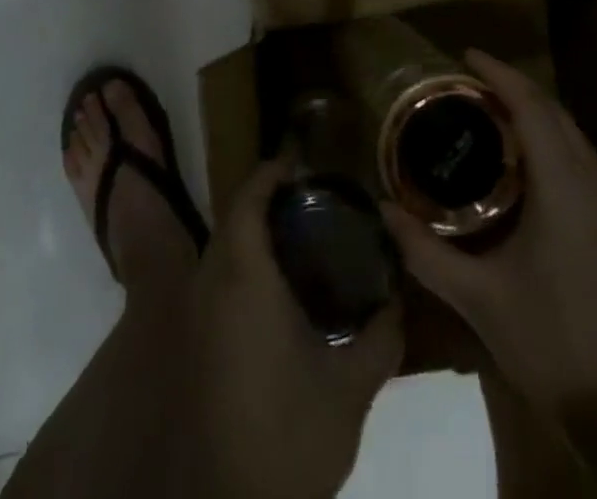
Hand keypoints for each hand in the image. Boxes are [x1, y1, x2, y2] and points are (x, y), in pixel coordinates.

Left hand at [182, 155, 402, 498]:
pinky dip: (244, 267)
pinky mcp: (197, 345)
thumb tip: (399, 298)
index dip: (271, 173)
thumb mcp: (350, 388)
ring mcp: (198, 317)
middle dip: (266, 200)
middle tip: (313, 200)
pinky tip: (281, 291)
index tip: (303, 163)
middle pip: (233, 219)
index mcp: (244, 278)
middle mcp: (211, 286)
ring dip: (253, 234)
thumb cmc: (290, 434)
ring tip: (303, 237)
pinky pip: (217, 282)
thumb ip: (381, 336)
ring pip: (222, 251)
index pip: (247, 200)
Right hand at [380, 51, 596, 413]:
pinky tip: (528, 169)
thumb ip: (426, 252)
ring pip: (574, 137)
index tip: (467, 54)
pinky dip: (553, 145)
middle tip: (470, 84)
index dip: (499, 74)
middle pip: (555, 113)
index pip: (531, 107)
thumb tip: (383, 211)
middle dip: (515, 88)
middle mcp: (595, 184)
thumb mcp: (479, 299)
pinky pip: (584, 163)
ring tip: (491, 115)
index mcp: (564, 187)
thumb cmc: (553, 344)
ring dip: (536, 115)